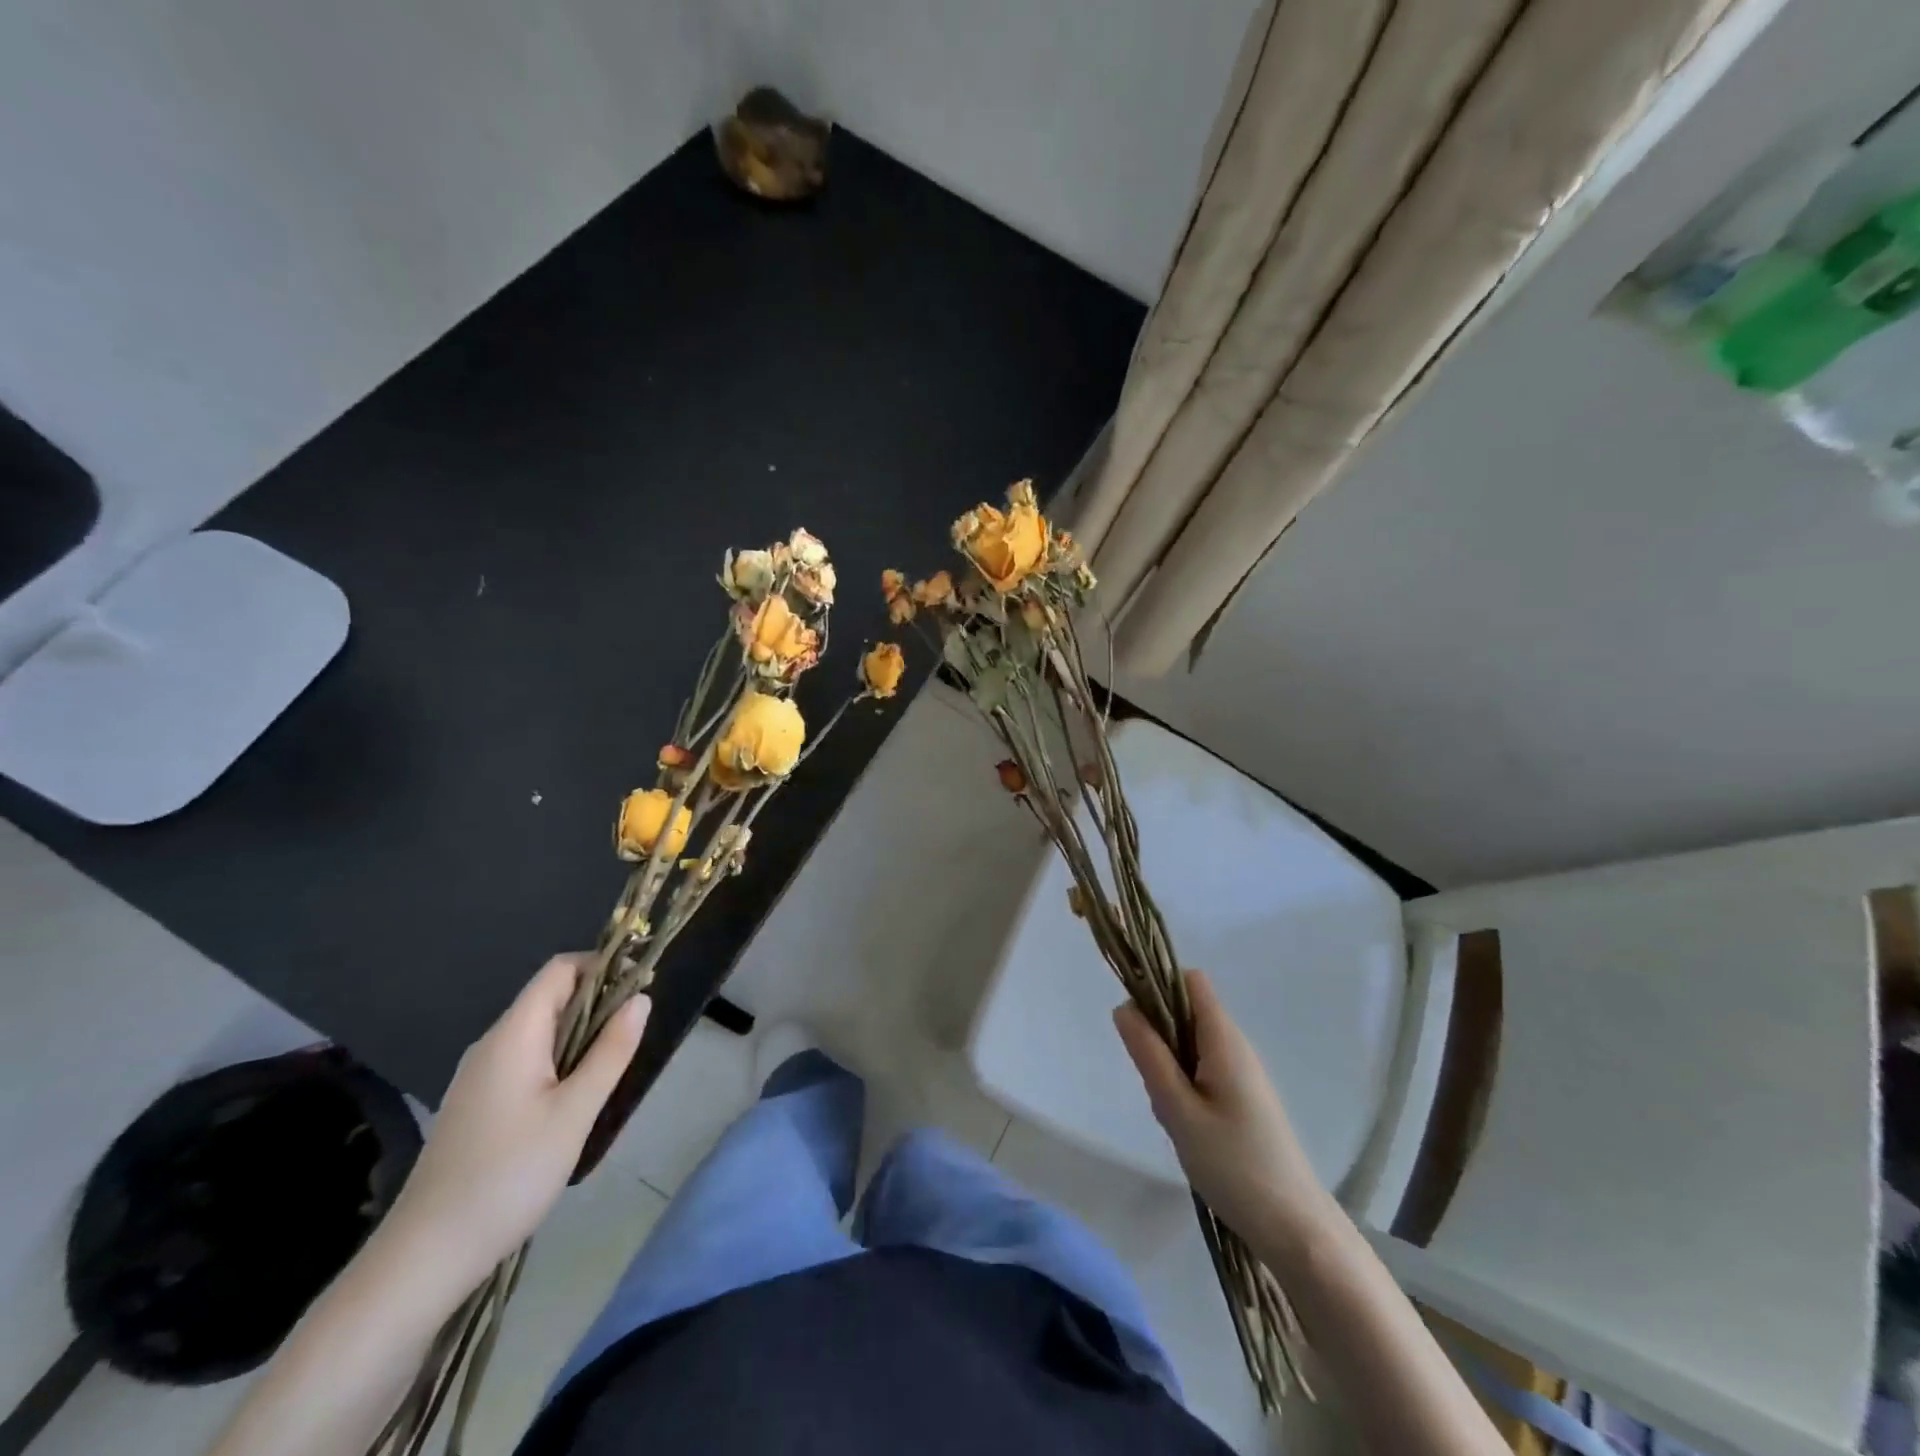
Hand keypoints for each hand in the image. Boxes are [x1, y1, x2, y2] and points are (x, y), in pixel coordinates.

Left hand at [383, 954, 648, 1289]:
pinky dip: (559, 1061)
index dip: (602, 967)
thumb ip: (611, 1051)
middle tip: (635, 1033)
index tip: (639, 986)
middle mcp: (492, 1044)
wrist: (425, 1256)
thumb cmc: (509, 1175)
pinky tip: (575, 1099)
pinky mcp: (476, 1104)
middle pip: (550, 998)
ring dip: (580, 1035)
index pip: (560, 970)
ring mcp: (479, 1075)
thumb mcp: (575, 1112)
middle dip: (597, 1003)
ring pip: (540, 1032)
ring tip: (613, 1067)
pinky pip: (526, 1060)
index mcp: (514, 1035)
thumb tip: (641, 998)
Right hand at [1114, 970, 1334, 1242]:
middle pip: (1187, 1012)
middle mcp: (1236, 1047)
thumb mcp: (1178, 1110)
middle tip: (1153, 1083)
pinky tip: (1186, 1129)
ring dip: (1169, 1067)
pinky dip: (1185, 1088)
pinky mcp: (1244, 1099)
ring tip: (1171, 1115)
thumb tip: (1124, 1007)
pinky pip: (1203, 1072)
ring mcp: (1242, 1074)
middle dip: (1159, 1036)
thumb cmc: (1234, 1165)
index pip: (1190, 981)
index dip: (1159, 985)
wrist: (1295, 1229)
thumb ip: (1149, 1056)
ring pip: (1191, 1046)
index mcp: (1224, 1039)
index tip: (1135, 1020)